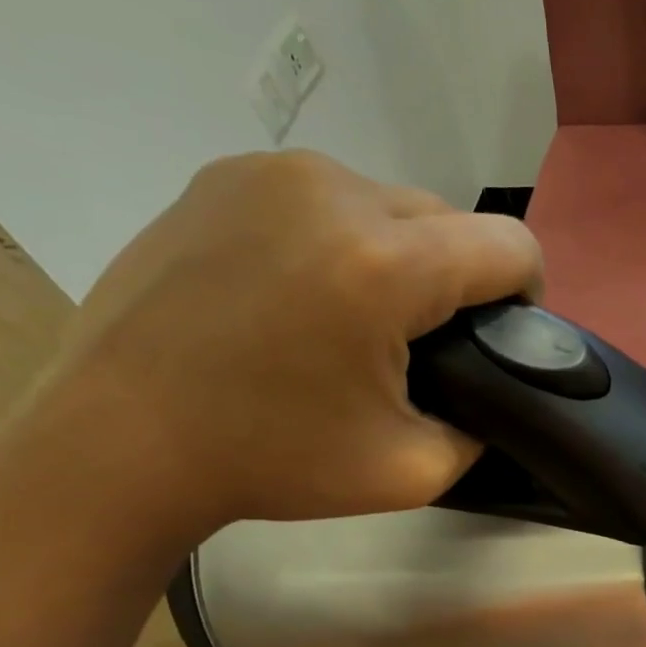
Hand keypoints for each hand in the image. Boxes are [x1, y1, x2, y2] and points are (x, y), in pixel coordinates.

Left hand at [33, 151, 540, 535]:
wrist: (118, 443)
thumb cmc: (271, 462)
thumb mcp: (413, 472)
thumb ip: (479, 429)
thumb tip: (490, 396)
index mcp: (386, 266)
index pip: (510, 246)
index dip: (527, 294)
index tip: (502, 337)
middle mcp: (334, 192)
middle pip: (451, 220)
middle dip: (458, 278)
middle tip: (421, 344)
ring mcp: (271, 174)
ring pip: (389, 204)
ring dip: (400, 255)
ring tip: (357, 318)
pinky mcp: (222, 177)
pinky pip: (324, 198)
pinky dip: (338, 239)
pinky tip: (302, 292)